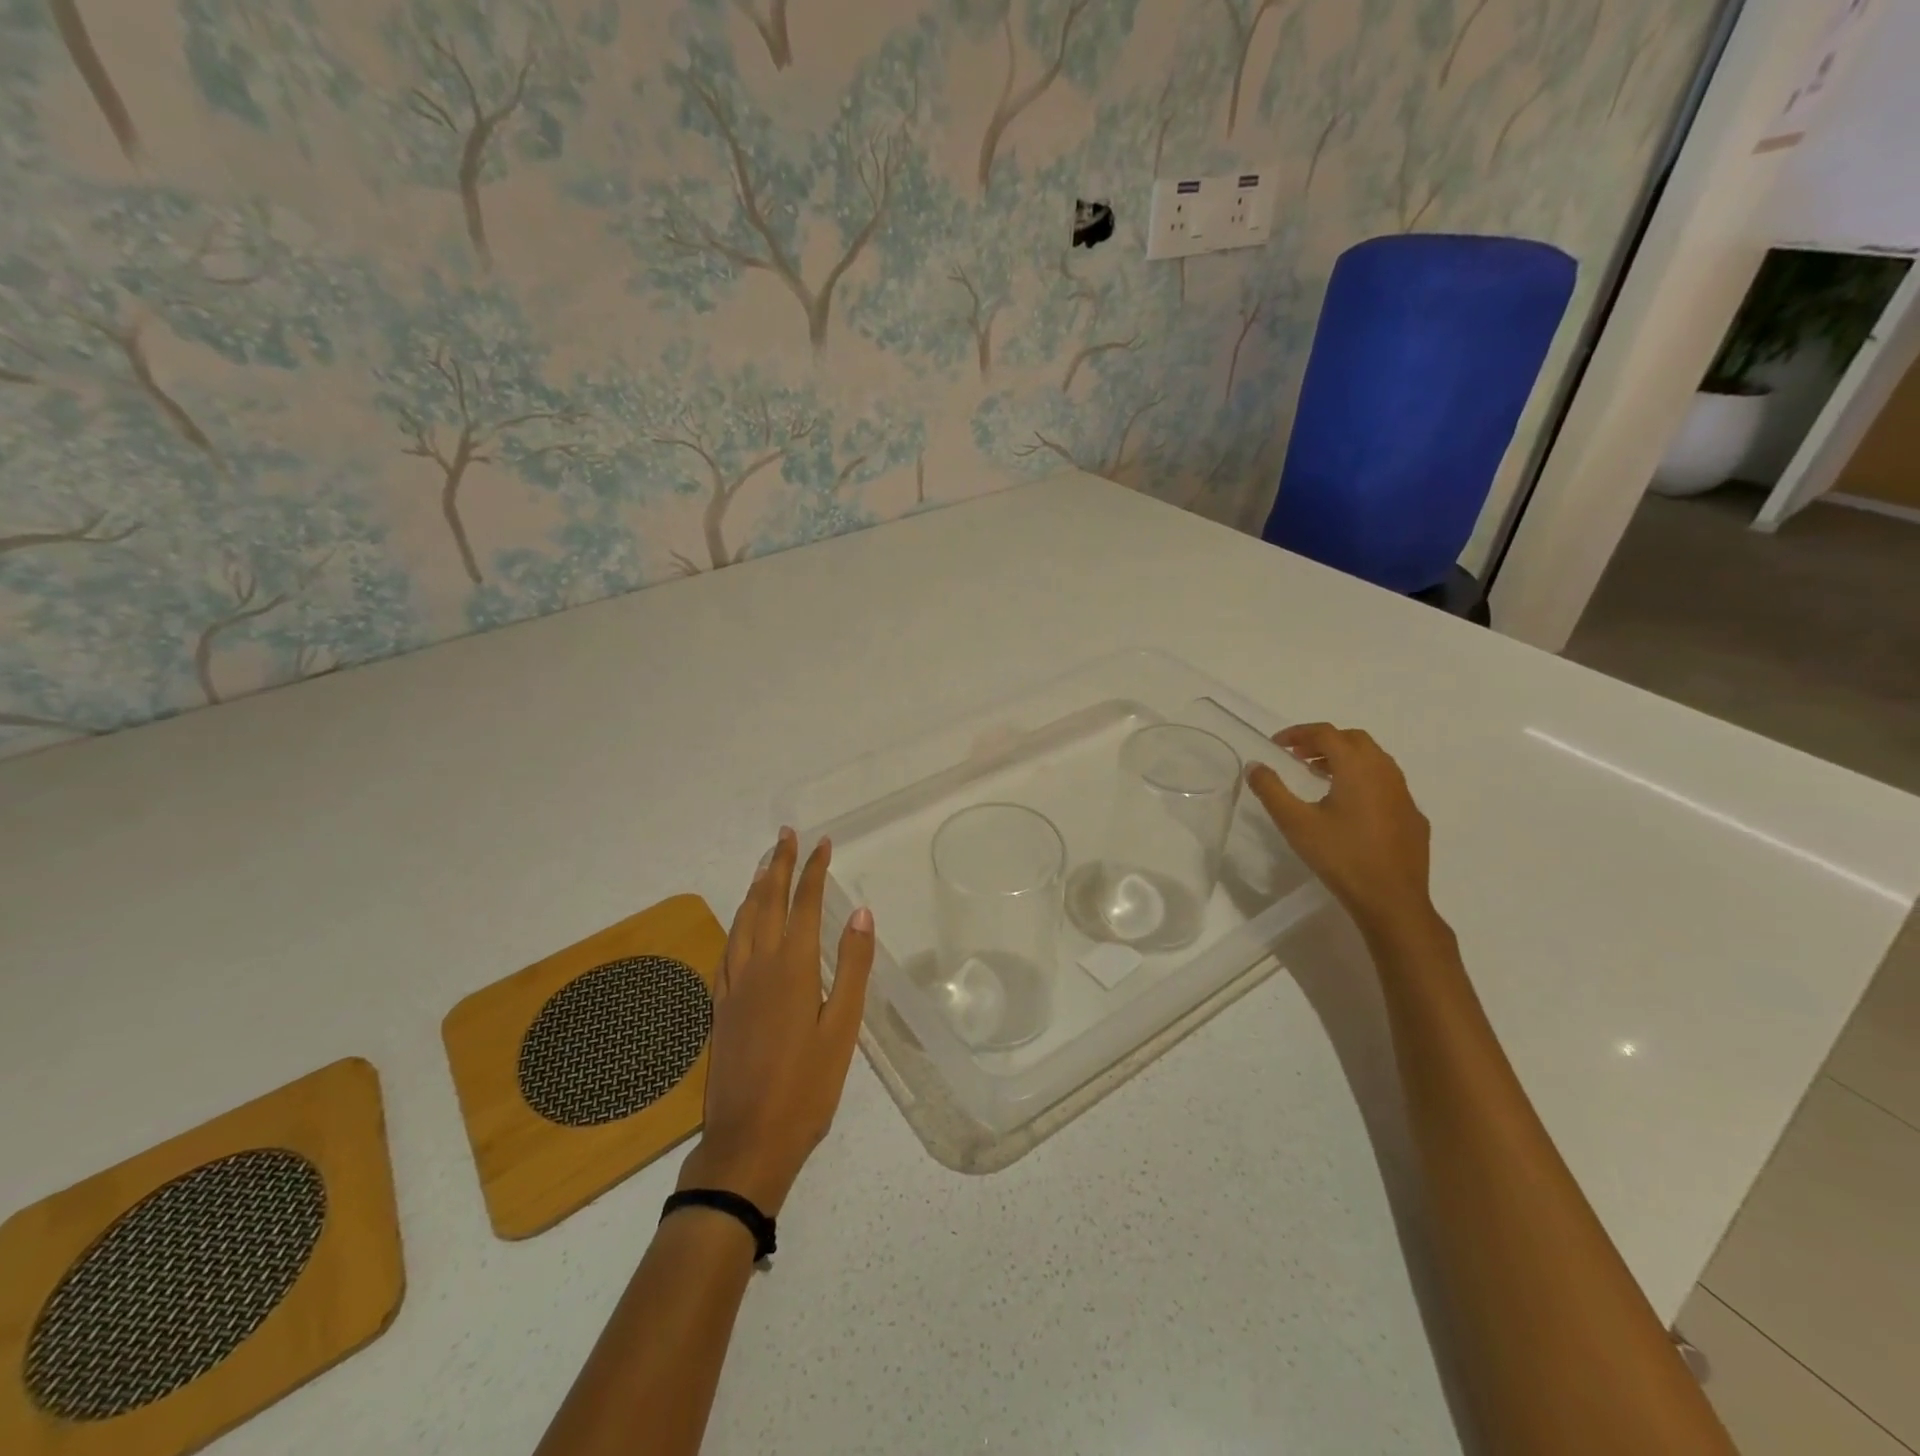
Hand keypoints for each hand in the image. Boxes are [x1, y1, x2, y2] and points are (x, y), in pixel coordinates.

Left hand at [677, 828, 875, 1214]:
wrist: (747, 1141)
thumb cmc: (807, 1087)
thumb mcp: (843, 1028)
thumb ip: (853, 967)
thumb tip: (861, 913)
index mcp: (793, 968)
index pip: (804, 904)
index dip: (813, 870)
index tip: (822, 843)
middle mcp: (758, 966)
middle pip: (768, 902)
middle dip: (779, 865)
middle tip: (786, 835)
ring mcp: (733, 985)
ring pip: (742, 921)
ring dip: (756, 887)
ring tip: (766, 864)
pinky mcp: (720, 1005)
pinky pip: (728, 947)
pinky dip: (737, 922)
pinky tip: (741, 923)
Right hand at [1246, 723, 1435, 935]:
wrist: (1392, 900)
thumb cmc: (1341, 857)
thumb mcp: (1296, 823)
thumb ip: (1271, 790)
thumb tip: (1254, 765)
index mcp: (1357, 768)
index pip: (1326, 734)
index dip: (1299, 733)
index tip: (1276, 744)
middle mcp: (1385, 772)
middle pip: (1354, 740)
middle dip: (1323, 741)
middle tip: (1297, 756)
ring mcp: (1404, 795)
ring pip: (1374, 760)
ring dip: (1344, 759)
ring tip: (1319, 776)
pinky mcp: (1412, 816)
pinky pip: (1386, 784)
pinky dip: (1363, 780)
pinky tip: (1349, 807)